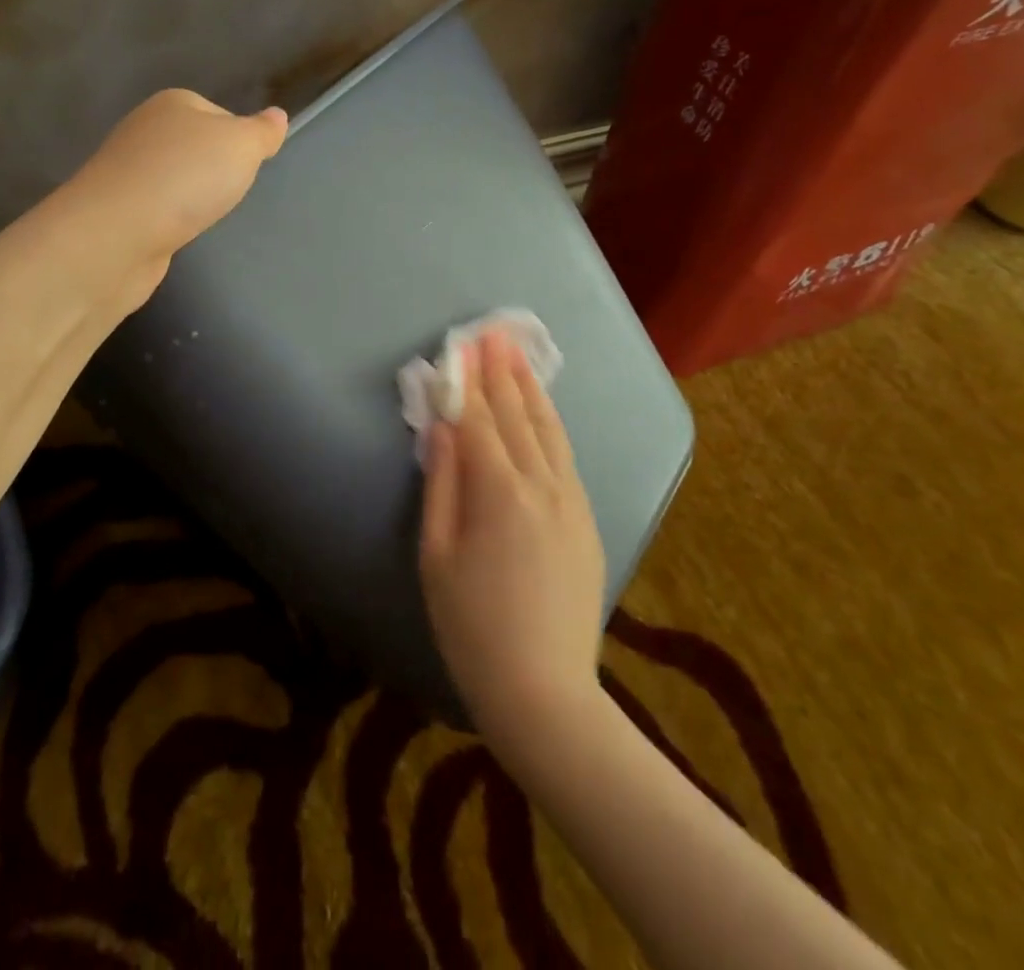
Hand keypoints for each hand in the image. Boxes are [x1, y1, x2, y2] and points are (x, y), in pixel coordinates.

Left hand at [70, 90, 287, 288]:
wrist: (117, 234)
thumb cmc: (186, 178)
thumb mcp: (241, 146)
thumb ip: (262, 132)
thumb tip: (277, 115)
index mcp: (173, 103)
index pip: (220, 115)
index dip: (240, 142)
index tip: (248, 169)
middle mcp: (145, 130)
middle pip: (196, 147)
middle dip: (215, 172)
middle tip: (229, 194)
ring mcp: (127, 170)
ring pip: (175, 179)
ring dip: (191, 197)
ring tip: (203, 216)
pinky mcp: (117, 209)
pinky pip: (157, 208)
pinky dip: (170, 220)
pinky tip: (177, 233)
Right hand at [419, 329, 606, 738]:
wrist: (544, 691)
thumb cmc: (471, 627)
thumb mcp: (436, 556)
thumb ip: (441, 484)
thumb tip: (442, 428)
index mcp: (499, 493)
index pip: (479, 420)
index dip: (467, 381)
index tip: (460, 345)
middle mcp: (542, 485)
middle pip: (517, 415)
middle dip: (501, 371)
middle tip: (492, 332)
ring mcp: (571, 501)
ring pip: (549, 430)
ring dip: (531, 389)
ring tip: (518, 355)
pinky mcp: (587, 520)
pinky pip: (566, 457)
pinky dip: (551, 423)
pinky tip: (543, 410)